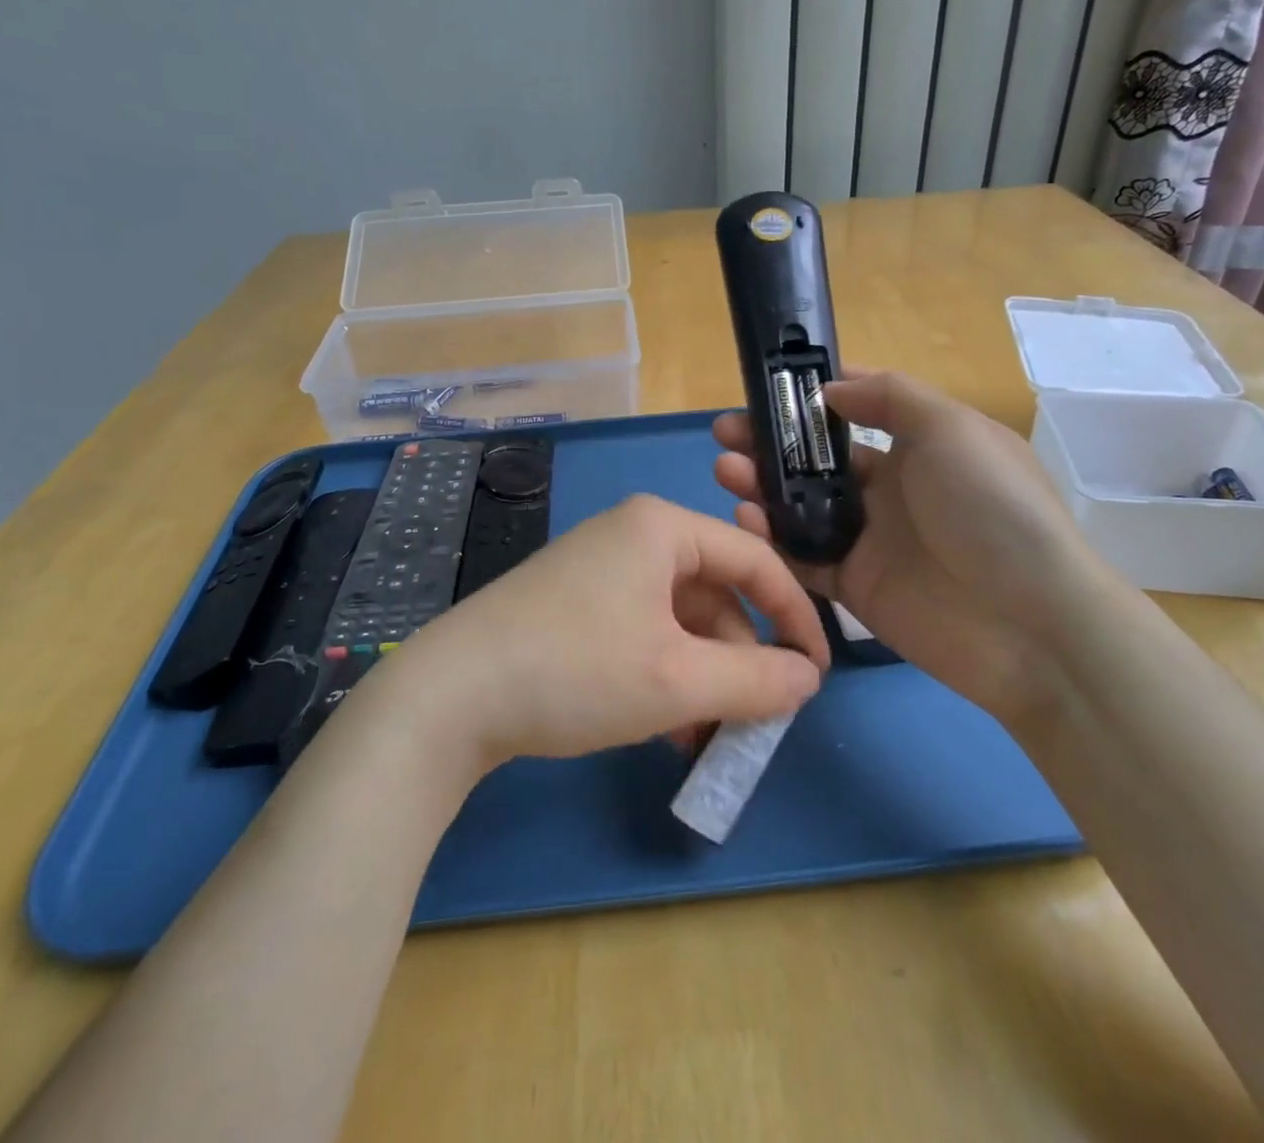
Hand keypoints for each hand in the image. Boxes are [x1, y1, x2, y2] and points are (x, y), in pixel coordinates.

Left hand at [357, 495, 828, 776]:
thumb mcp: (678, 681)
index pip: (755, 560)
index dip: (794, 617)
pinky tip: (664, 730)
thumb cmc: (575, 670)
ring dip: (700, 678)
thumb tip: (807, 680)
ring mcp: (597, 569)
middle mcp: (632, 535)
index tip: (814, 675)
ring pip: (677, 621)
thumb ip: (756, 680)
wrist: (449, 696)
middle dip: (738, 661)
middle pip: (714, 594)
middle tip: (751, 720)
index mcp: (661, 527)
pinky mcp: (573, 604)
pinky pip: (641, 633)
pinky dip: (663, 677)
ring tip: (703, 738)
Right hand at [713, 371, 1105, 723]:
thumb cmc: (991, 508)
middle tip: (725, 432)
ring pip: (801, 506)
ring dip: (760, 484)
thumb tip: (830, 390)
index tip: (766, 391)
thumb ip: (890, 397)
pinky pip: (802, 557)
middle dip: (770, 442)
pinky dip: (770, 537)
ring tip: (724, 468)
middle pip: (816, 460)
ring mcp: (870, 540)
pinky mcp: (854, 587)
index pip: (855, 415)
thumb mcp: (952, 428)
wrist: (1029, 623)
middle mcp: (891, 490)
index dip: (809, 403)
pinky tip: (744, 516)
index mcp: (919, 447)